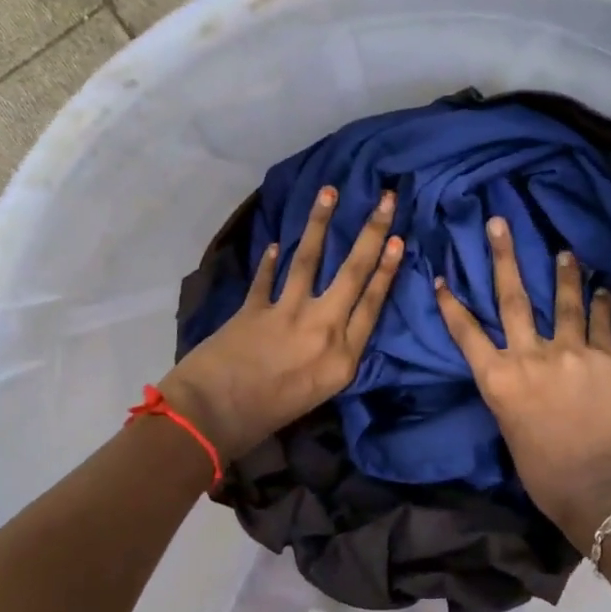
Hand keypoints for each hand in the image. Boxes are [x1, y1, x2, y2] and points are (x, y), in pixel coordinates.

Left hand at [162, 186, 402, 461]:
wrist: (211, 419)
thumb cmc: (268, 418)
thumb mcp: (319, 392)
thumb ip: (334, 356)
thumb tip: (337, 325)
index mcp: (343, 358)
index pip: (373, 303)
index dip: (388, 268)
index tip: (398, 238)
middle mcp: (322, 329)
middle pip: (354, 273)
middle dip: (371, 232)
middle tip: (385, 199)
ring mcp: (287, 315)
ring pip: (310, 260)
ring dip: (320, 223)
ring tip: (329, 192)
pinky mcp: (254, 308)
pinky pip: (267, 277)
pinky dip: (270, 260)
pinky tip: (275, 244)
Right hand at [434, 216, 610, 543]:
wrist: (599, 488)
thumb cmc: (544, 473)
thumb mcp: (511, 429)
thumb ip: (511, 393)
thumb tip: (519, 376)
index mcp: (499, 380)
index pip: (466, 333)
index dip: (451, 304)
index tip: (442, 277)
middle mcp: (530, 356)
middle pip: (512, 298)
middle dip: (504, 257)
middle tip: (500, 223)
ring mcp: (571, 353)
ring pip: (563, 301)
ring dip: (563, 273)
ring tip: (564, 250)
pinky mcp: (606, 358)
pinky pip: (601, 323)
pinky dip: (601, 305)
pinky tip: (603, 289)